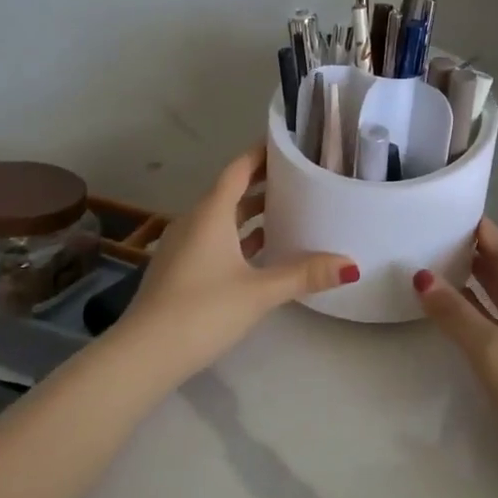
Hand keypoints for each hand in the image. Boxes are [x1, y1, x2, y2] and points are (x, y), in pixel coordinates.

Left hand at [123, 145, 357, 379]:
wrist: (145, 353)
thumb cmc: (203, 310)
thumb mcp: (259, 291)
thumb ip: (304, 274)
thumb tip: (351, 264)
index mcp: (210, 214)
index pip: (238, 169)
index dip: (261, 154)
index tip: (288, 144)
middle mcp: (194, 221)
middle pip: (231, 192)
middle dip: (262, 183)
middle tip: (300, 177)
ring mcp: (183, 246)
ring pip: (222, 218)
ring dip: (251, 213)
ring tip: (288, 211)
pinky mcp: (180, 269)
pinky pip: (214, 239)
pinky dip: (239, 237)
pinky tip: (261, 252)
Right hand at [414, 219, 497, 479]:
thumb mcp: (490, 350)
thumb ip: (455, 313)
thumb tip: (422, 276)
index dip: (483, 231)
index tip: (449, 218)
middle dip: (477, 253)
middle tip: (436, 243)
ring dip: (481, 281)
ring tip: (441, 271)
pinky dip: (486, 310)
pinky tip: (462, 316)